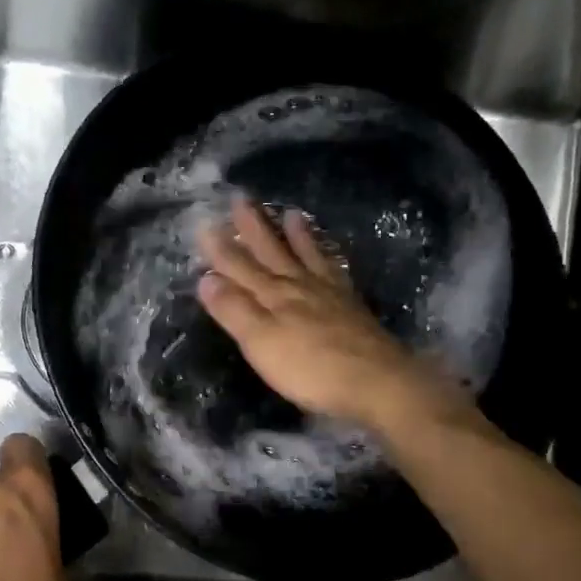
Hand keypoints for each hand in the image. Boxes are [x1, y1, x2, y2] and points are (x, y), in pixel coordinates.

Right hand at [196, 196, 480, 434]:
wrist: (375, 381)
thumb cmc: (309, 368)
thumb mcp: (260, 342)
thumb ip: (234, 310)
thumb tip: (206, 278)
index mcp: (272, 295)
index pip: (239, 266)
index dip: (221, 248)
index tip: (205, 224)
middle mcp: (298, 286)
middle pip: (272, 252)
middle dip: (254, 227)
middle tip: (242, 198)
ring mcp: (328, 294)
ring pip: (306, 256)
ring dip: (295, 235)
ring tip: (290, 213)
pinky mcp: (351, 306)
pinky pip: (333, 270)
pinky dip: (326, 257)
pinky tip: (328, 253)